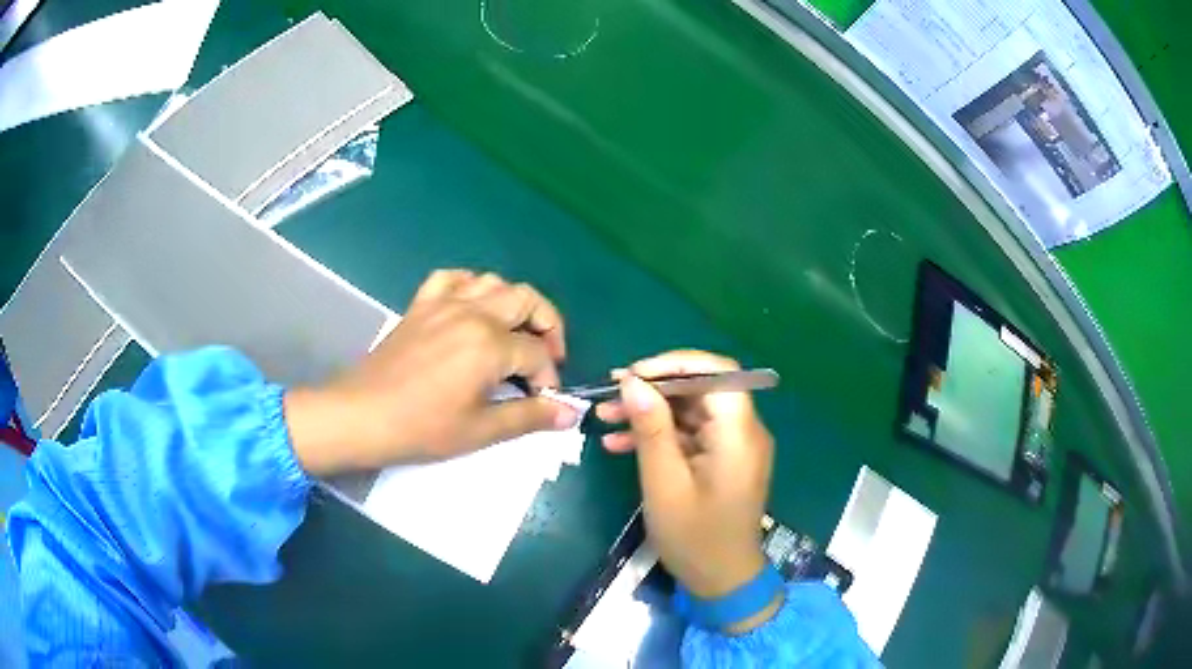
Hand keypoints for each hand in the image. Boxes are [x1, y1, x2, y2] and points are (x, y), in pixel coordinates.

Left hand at [285, 270, 580, 474]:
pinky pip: (452, 278)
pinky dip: (471, 286)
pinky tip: (473, 307)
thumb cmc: (421, 428)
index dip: (548, 378)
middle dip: (548, 326)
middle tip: (547, 358)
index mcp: (490, 344)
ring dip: (514, 303)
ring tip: (515, 333)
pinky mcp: (421, 305)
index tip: (545, 402)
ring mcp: (444, 303)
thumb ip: (529, 417)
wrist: (362, 415)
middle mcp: (472, 312)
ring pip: (493, 282)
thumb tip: (569, 413)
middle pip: (526, 300)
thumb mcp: (480, 430)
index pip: (537, 354)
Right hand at [596, 351, 780, 631]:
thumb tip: (633, 381)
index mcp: (738, 433)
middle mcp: (743, 431)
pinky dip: (659, 435)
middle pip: (701, 389)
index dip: (675, 364)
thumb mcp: (664, 483)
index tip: (633, 374)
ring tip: (604, 417)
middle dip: (654, 388)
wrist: (720, 579)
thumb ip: (651, 429)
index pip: (717, 373)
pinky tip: (620, 443)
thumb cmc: (694, 537)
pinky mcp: (721, 459)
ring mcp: (733, 446)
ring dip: (650, 411)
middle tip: (610, 394)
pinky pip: (690, 434)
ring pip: (691, 410)